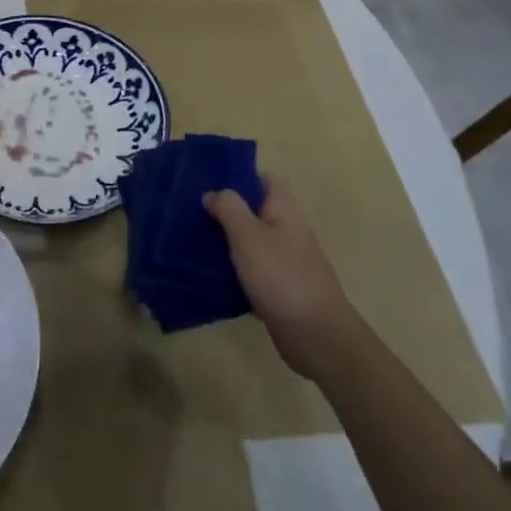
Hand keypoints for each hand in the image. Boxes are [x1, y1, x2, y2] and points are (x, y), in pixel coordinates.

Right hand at [205, 176, 355, 377]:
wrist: (315, 334)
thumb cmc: (281, 276)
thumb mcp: (248, 236)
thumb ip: (229, 209)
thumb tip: (214, 193)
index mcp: (285, 211)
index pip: (269, 179)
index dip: (244, 176)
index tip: (213, 182)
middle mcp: (289, 231)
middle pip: (258, 210)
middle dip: (229, 211)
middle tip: (195, 213)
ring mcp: (287, 261)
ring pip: (254, 242)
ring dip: (229, 242)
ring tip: (196, 242)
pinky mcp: (281, 289)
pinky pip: (254, 271)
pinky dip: (236, 271)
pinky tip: (212, 276)